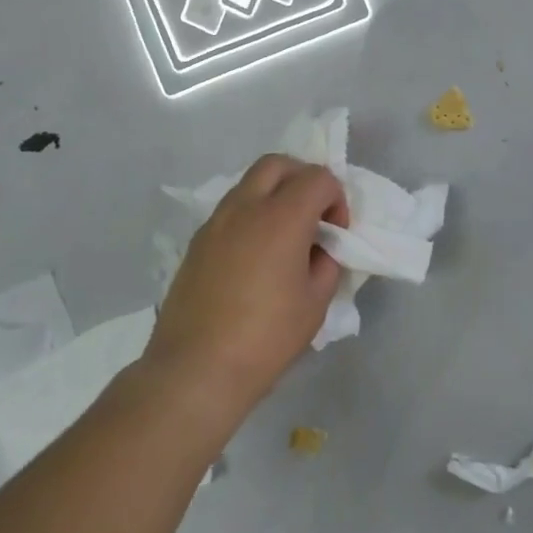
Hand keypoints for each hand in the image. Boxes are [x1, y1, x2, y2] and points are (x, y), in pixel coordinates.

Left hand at [145, 155, 349, 416]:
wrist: (196, 368)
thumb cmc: (266, 337)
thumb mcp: (316, 303)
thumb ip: (326, 263)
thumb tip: (319, 250)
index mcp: (281, 217)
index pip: (318, 178)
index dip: (336, 199)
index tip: (336, 234)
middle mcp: (245, 207)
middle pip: (277, 163)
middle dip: (303, 179)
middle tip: (313, 216)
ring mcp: (215, 222)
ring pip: (249, 183)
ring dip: (274, 195)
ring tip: (284, 237)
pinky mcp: (197, 242)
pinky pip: (231, 210)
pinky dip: (251, 215)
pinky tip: (256, 256)